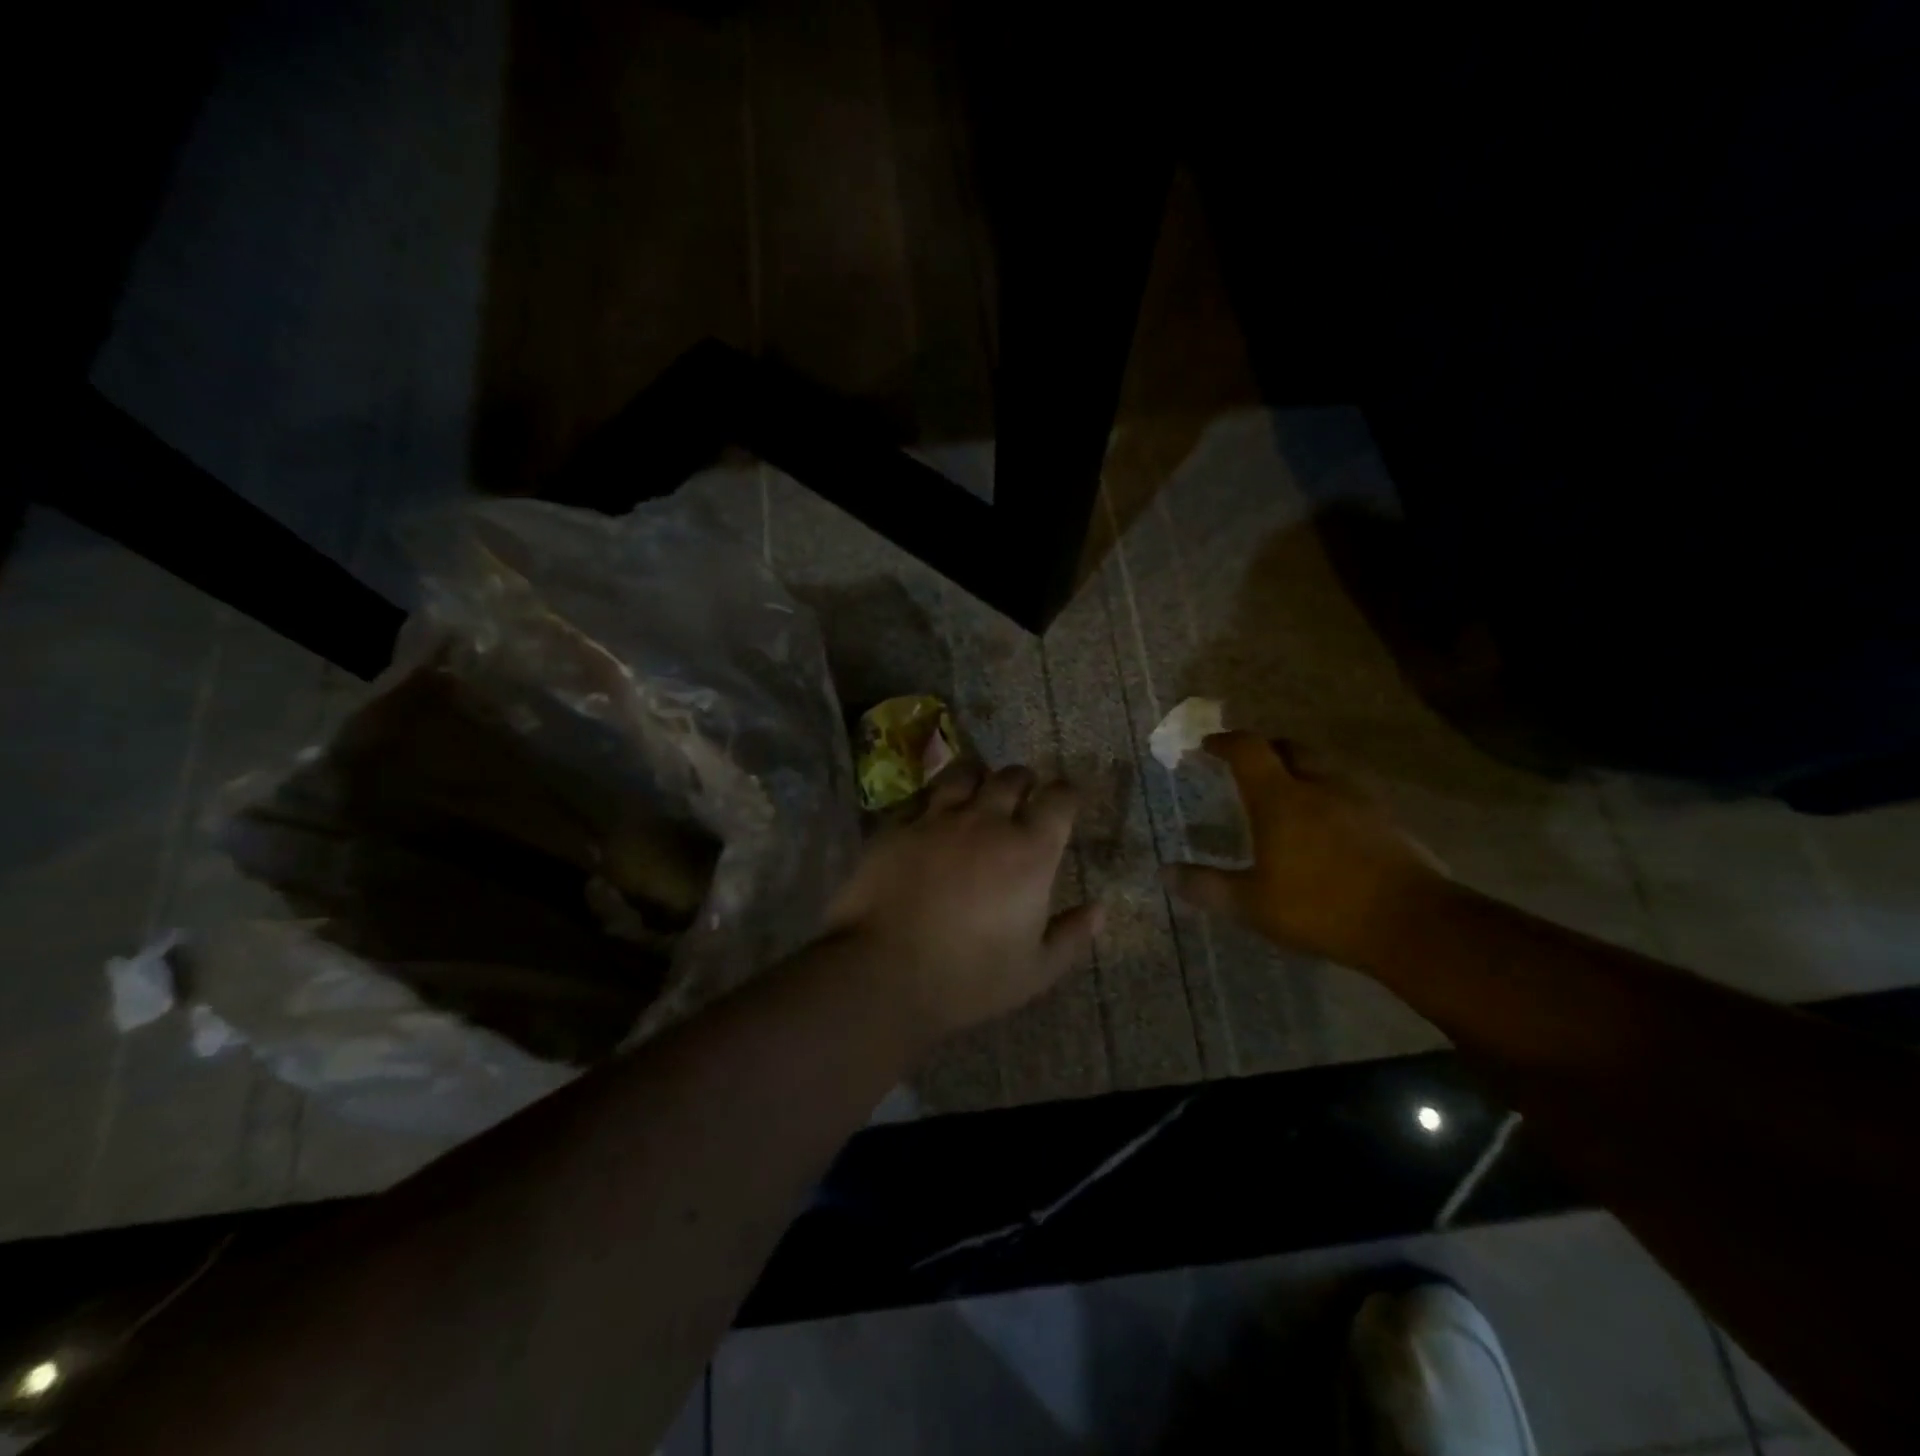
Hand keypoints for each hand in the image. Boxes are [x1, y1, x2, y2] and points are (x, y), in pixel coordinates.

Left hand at [822, 763, 1102, 1043]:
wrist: (883, 972)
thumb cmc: (969, 978)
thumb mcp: (1035, 971)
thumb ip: (1071, 936)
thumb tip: (1100, 909)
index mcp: (1029, 851)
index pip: (1060, 798)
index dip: (1067, 795)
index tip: (1066, 802)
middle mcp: (987, 821)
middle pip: (1012, 776)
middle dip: (1023, 782)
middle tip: (1022, 799)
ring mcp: (937, 818)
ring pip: (964, 773)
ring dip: (978, 779)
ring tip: (977, 794)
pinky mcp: (897, 825)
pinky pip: (921, 796)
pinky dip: (934, 799)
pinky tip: (932, 816)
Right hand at [1162, 732, 1445, 966]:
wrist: (1412, 924)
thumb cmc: (1320, 907)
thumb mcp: (1252, 904)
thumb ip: (1207, 886)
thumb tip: (1165, 872)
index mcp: (1281, 798)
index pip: (1248, 750)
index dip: (1225, 742)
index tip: (1208, 745)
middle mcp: (1320, 786)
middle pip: (1291, 747)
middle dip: (1266, 749)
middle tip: (1250, 765)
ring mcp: (1360, 801)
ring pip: (1325, 768)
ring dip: (1302, 770)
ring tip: (1289, 793)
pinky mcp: (1389, 821)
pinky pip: (1351, 794)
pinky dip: (1330, 796)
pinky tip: (1329, 825)